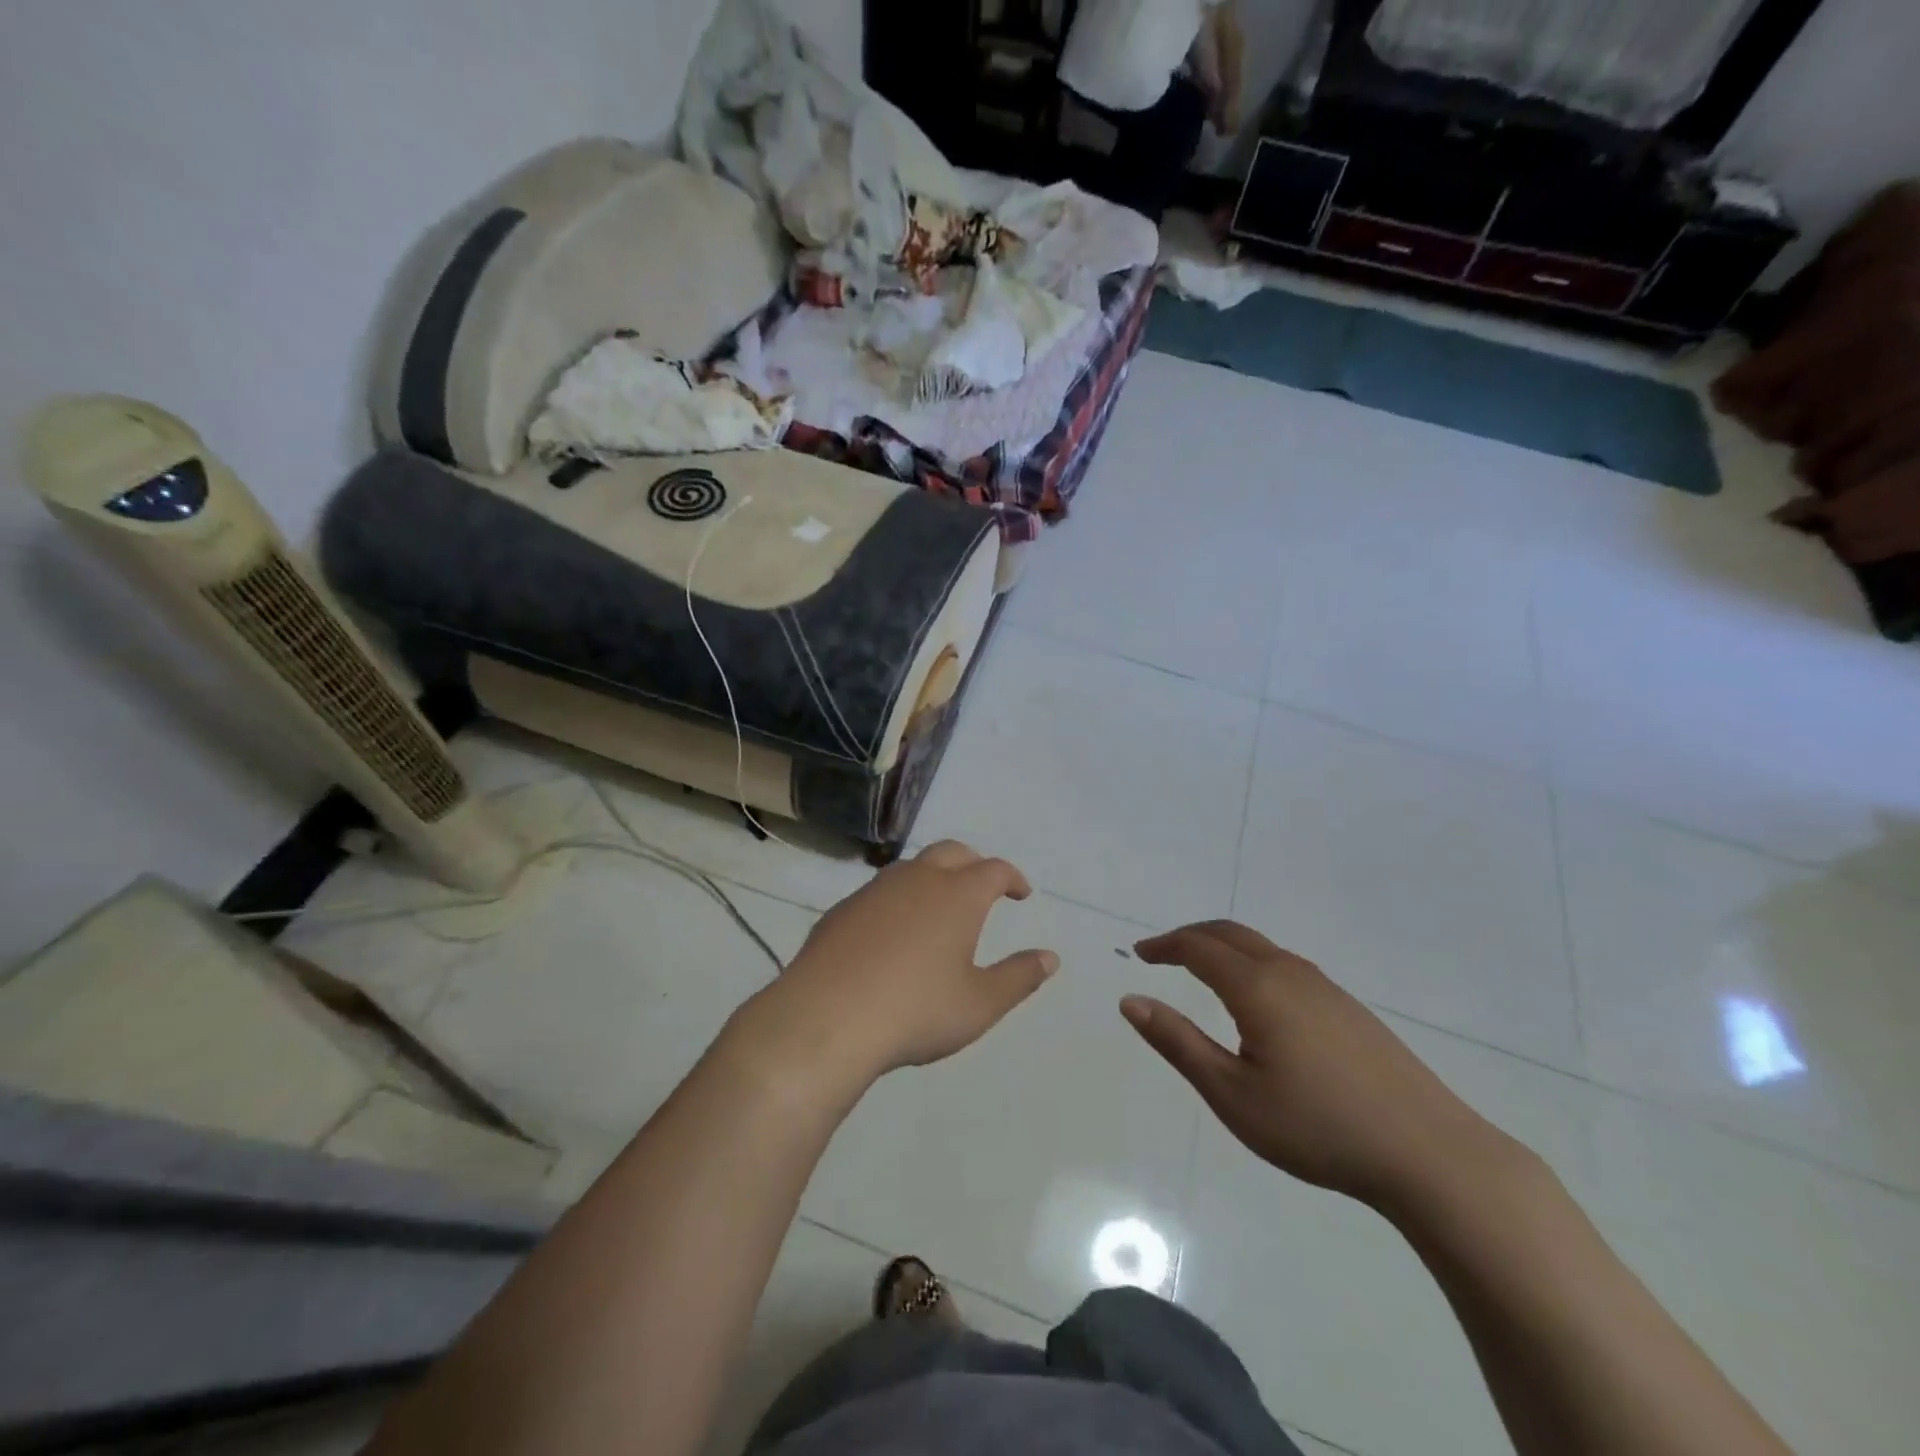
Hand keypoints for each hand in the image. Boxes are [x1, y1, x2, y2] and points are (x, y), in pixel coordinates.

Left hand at [743, 841, 1058, 1085]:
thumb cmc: (916, 1010)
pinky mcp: (841, 909)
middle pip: (953, 852)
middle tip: (983, 885)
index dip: (1012, 878)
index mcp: (957, 895)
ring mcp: (875, 890)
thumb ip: (1018, 977)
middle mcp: (918, 879)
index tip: (1021, 893)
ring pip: (912, 866)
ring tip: (939, 905)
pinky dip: (898, 899)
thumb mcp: (979, 1004)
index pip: (994, 869)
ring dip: (933, 876)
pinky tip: (892, 931)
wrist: (827, 1018)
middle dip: (974, 864)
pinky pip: (879, 892)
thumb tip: (1050, 957)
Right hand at [1122, 922, 1516, 1211]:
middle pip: (1230, 933)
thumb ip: (1178, 1043)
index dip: (1164, 946)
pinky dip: (1253, 963)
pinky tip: (1258, 1002)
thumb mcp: (1232, 1094)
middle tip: (1162, 954)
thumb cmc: (1318, 1127)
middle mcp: (1289, 972)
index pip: (1198, 947)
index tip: (1139, 955)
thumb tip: (1131, 1001)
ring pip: (1262, 946)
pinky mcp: (1349, 1008)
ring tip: (1201, 972)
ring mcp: (1326, 987)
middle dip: (1190, 936)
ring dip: (1223, 947)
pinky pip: (1286, 965)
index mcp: (1257, 988)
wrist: (1430, 1153)